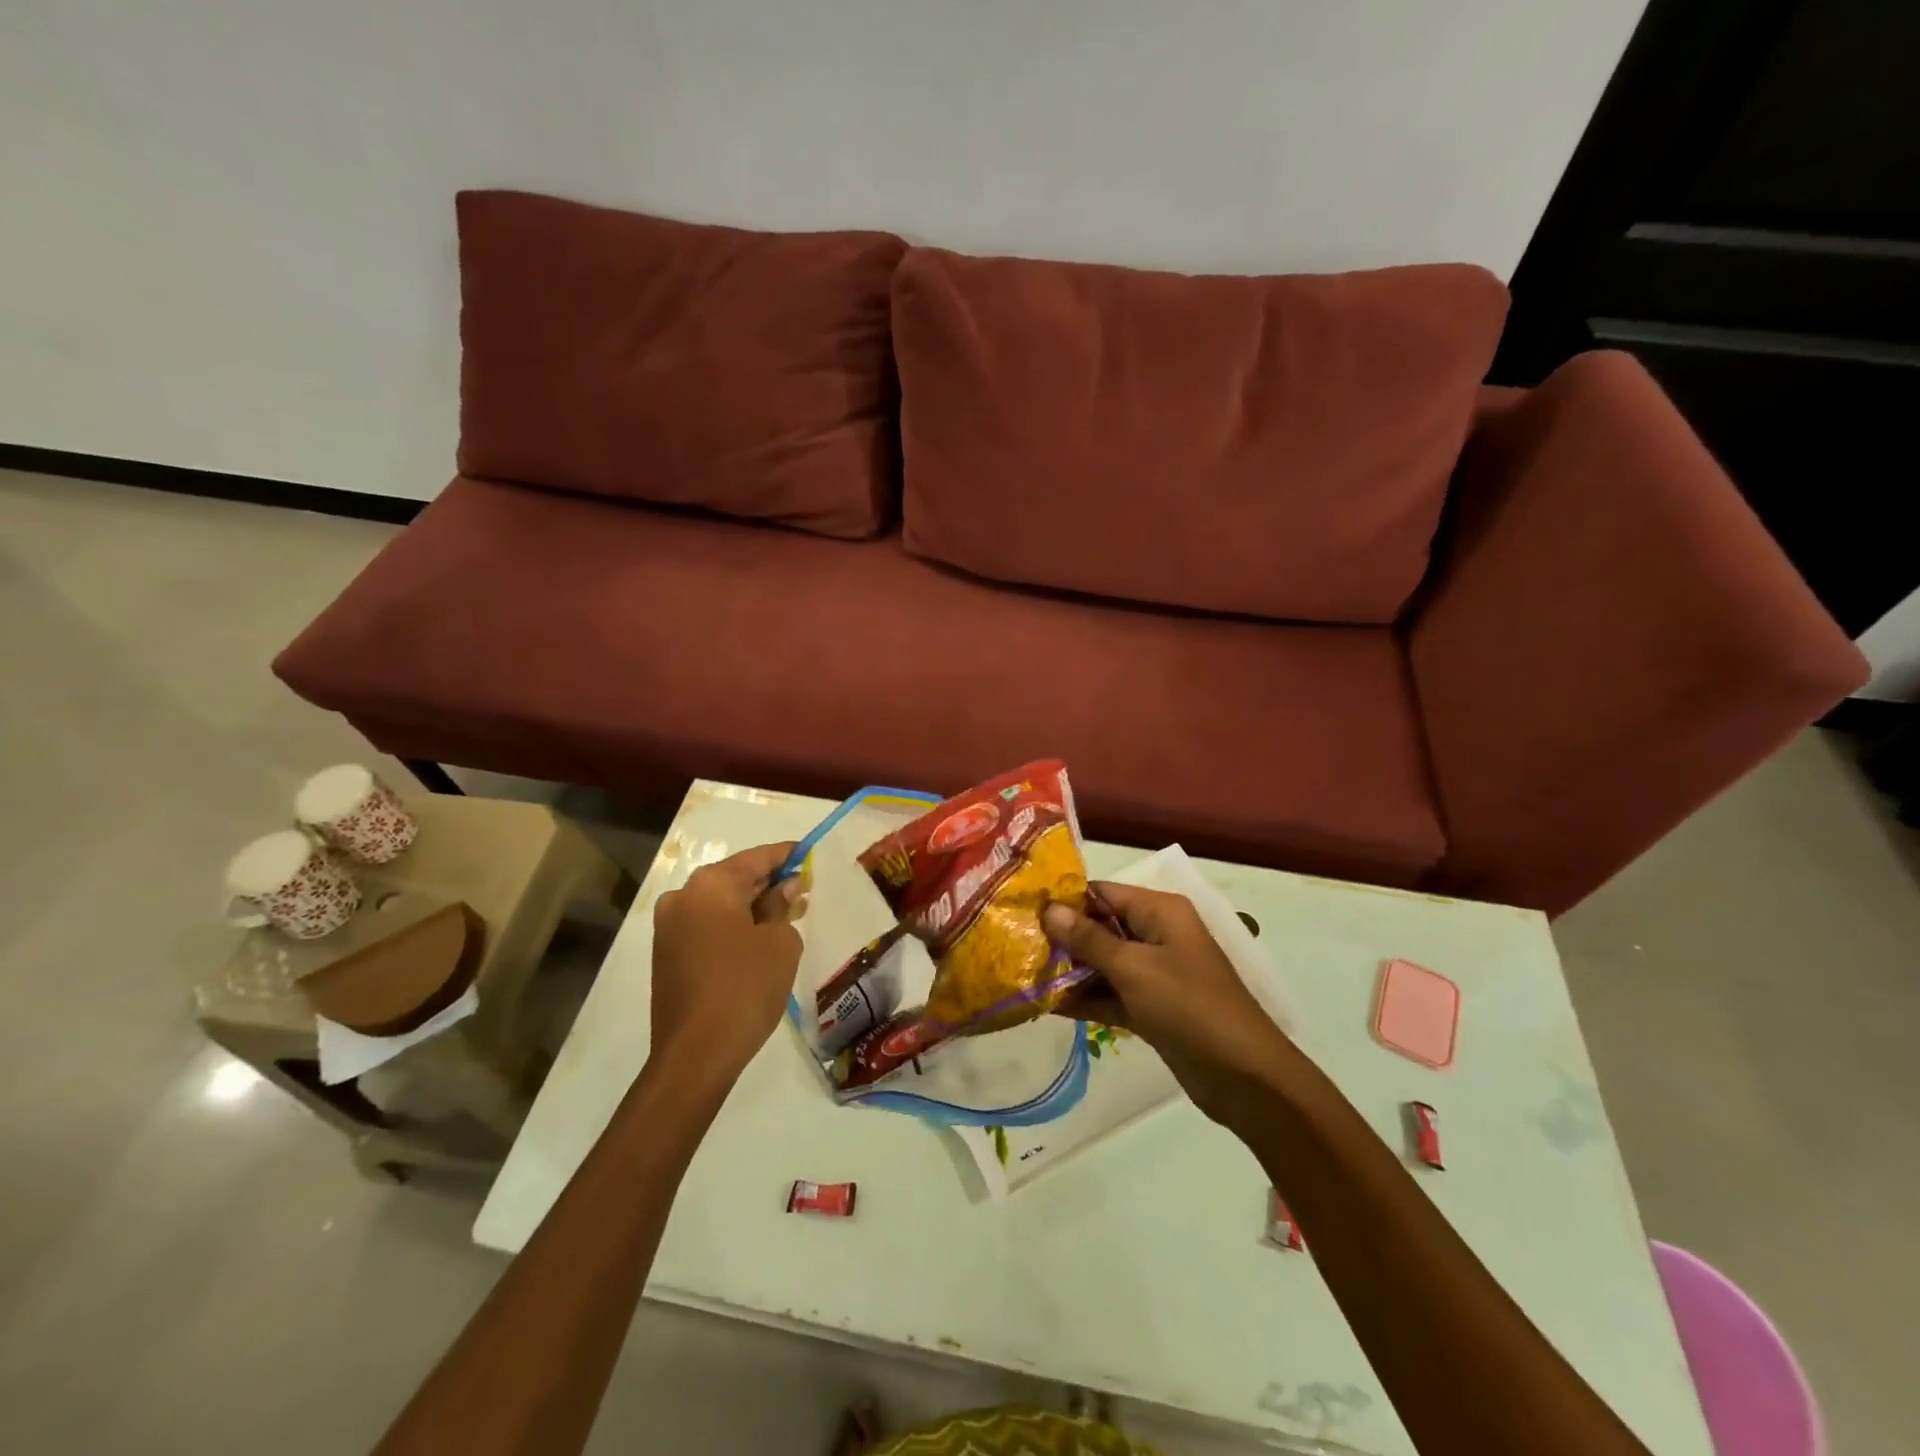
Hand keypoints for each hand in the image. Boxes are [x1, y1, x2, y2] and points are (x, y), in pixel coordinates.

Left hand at [651, 842, 804, 1084]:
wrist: (696, 1054)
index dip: (788, 856)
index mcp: (711, 884)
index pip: (758, 857)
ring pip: (719, 903)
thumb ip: (782, 906)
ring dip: (751, 905)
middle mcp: (683, 896)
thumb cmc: (746, 987)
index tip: (810, 854)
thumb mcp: (780, 942)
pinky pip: (706, 925)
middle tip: (803, 889)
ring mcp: (669, 926)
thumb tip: (783, 888)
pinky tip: (757, 939)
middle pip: (735, 878)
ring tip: (785, 916)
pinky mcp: (666, 954)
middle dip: (769, 882)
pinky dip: (732, 925)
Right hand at [1044, 883, 1297, 1124]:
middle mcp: (1157, 934)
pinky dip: (1086, 999)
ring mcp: (1155, 973)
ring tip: (1023, 976)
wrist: (1244, 1077)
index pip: (1103, 893)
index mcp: (1160, 911)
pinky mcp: (1152, 1007)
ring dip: (1071, 971)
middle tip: (1016, 946)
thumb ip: (1089, 939)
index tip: (1023, 910)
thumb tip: (1050, 909)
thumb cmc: (1189, 1006)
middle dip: (1062, 938)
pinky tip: (1047, 1005)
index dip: (1065, 900)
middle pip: (1101, 927)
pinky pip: (1112, 994)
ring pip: (1104, 963)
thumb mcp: (1134, 968)